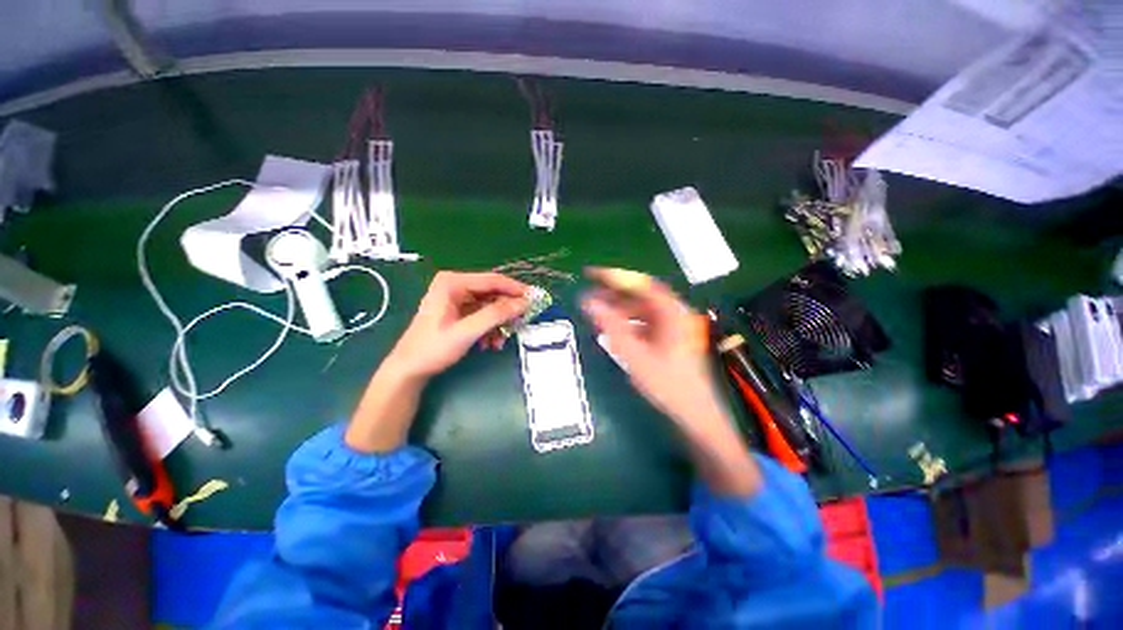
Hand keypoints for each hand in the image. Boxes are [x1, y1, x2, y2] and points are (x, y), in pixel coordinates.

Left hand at [386, 271, 529, 379]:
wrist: (410, 369)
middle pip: (493, 293)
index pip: (493, 280)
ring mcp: (457, 299)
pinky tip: (490, 343)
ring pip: (490, 306)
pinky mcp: (459, 311)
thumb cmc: (433, 348)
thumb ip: (496, 315)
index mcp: (453, 283)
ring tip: (500, 341)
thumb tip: (524, 302)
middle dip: (507, 311)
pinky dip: (490, 328)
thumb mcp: (467, 331)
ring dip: (499, 324)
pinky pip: (484, 315)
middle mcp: (456, 286)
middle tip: (521, 323)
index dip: (516, 289)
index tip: (535, 299)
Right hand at [581, 268, 759, 494]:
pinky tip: (614, 330)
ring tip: (598, 314)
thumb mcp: (634, 354)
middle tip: (590, 296)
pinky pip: (646, 322)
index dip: (615, 276)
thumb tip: (588, 300)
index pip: (641, 284)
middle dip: (615, 294)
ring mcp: (675, 325)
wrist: (694, 415)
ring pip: (643, 309)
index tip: (591, 273)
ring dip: (620, 310)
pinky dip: (629, 322)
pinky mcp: (671, 337)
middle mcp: (676, 313)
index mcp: (673, 312)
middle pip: (642, 295)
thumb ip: (610, 325)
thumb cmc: (666, 384)